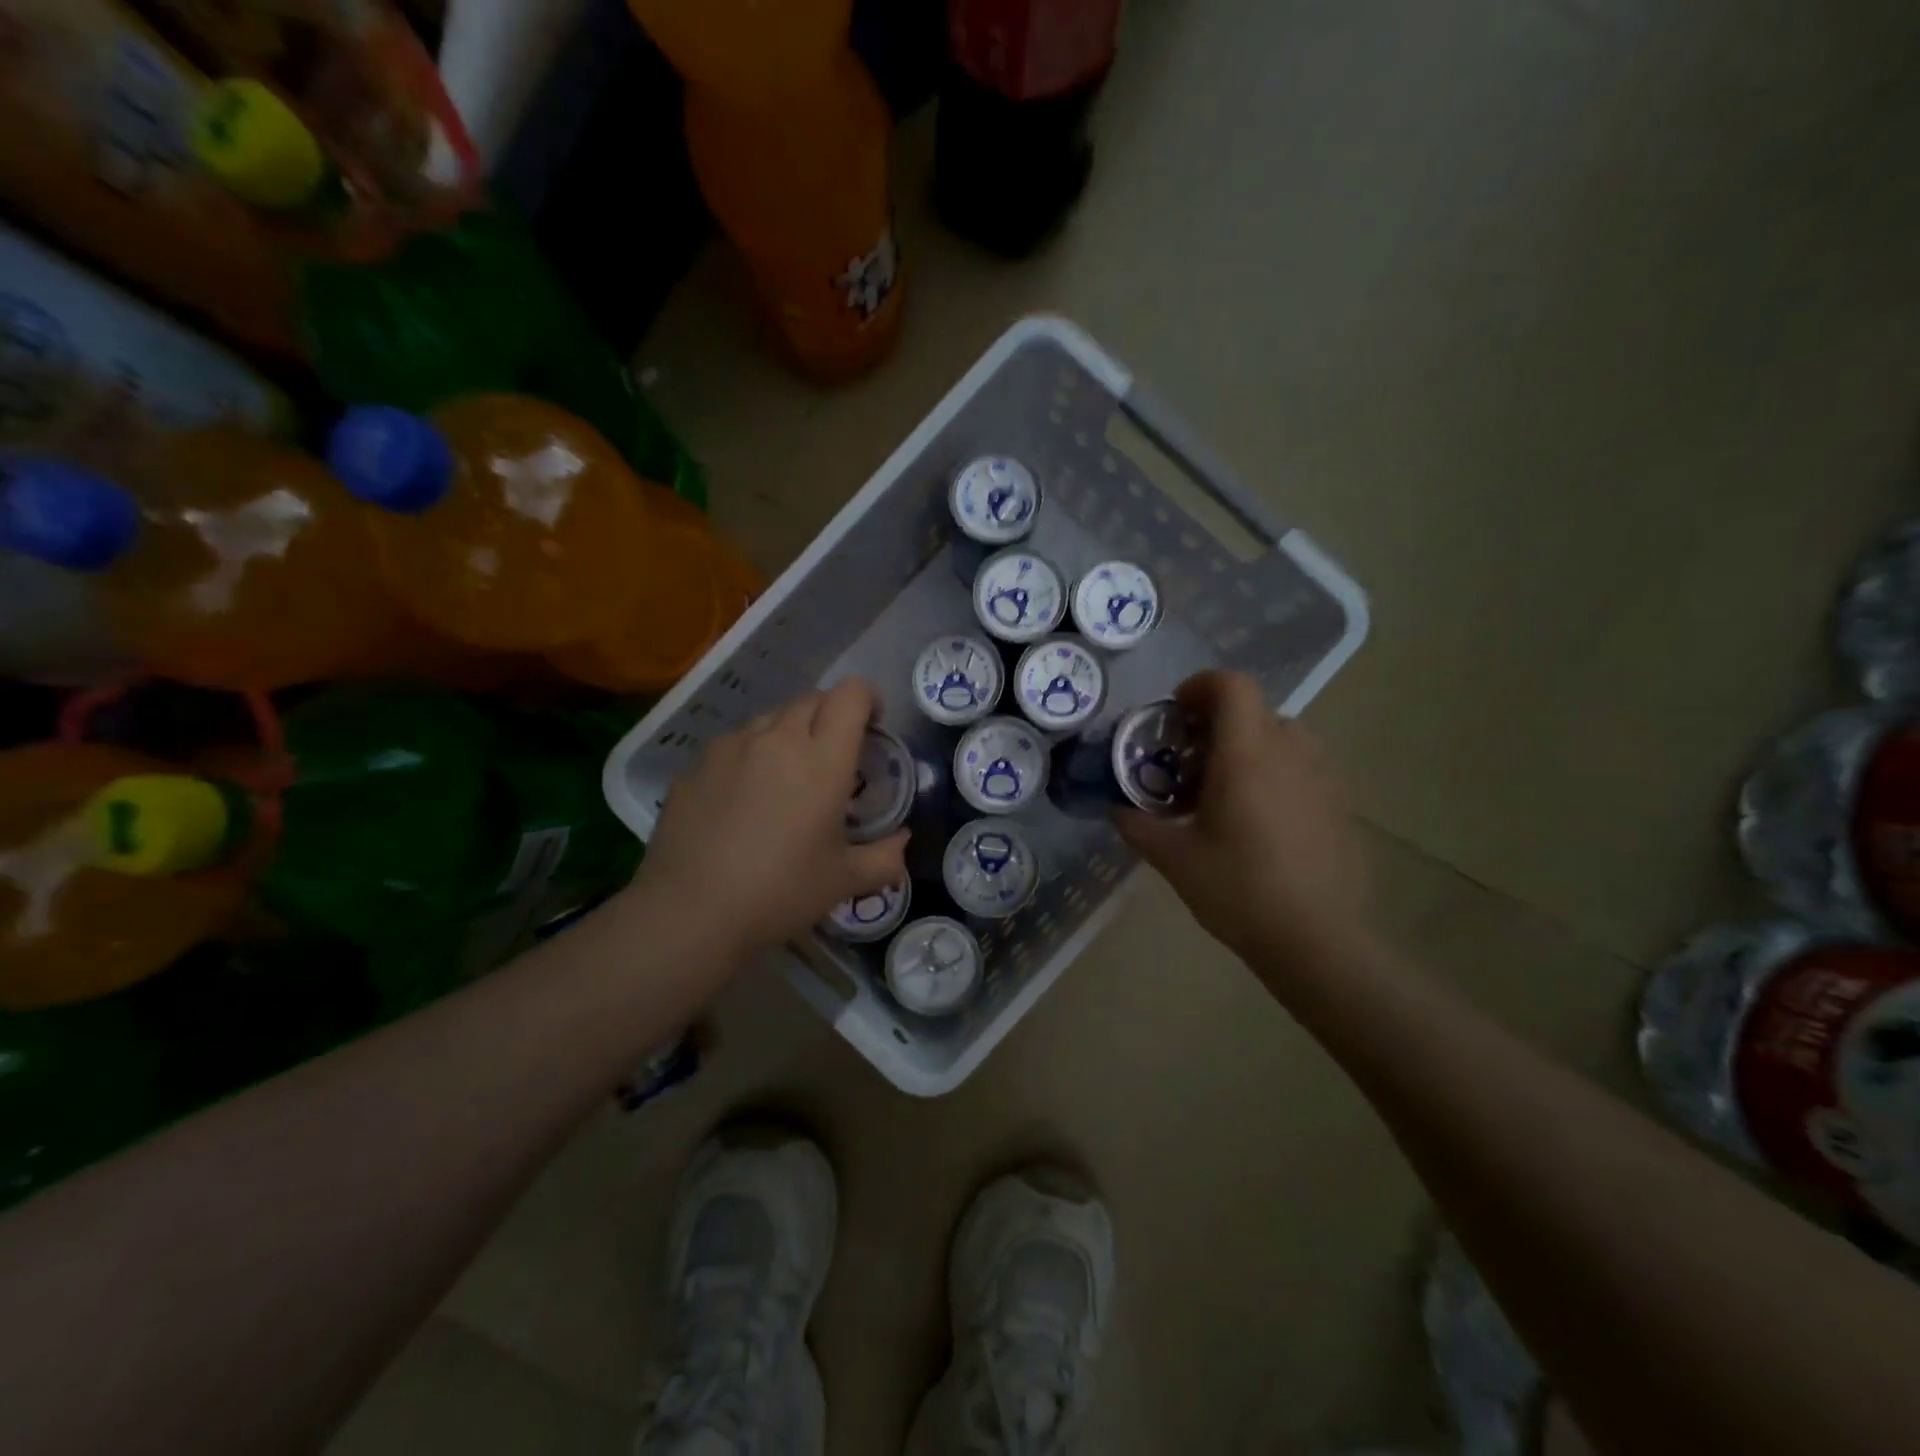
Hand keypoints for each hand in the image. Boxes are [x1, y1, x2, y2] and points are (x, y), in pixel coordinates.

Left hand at [638, 678, 909, 959]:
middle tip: (832, 758)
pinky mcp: (694, 766)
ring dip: (787, 735)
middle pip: (811, 700)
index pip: (851, 694)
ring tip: (784, 779)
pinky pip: (732, 746)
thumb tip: (901, 841)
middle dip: (830, 717)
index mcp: (822, 759)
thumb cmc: (781, 892)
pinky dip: (748, 758)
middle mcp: (776, 738)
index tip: (873, 727)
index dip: (868, 699)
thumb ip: (884, 857)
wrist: (691, 913)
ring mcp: (729, 747)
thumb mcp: (844, 881)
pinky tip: (741, 802)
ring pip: (769, 719)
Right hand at [1115, 671, 1370, 976]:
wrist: (1318, 940)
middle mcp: (1290, 751)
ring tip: (1225, 792)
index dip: (1199, 686)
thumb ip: (1137, 824)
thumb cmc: (1239, 891)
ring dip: (1247, 747)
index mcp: (1247, 754)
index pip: (1231, 686)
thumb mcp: (1173, 859)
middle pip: (1253, 711)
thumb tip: (1115, 807)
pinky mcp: (1341, 802)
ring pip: (1281, 736)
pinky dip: (1275, 771)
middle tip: (1189, 763)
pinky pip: (1302, 765)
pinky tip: (1260, 820)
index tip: (1175, 713)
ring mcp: (1323, 776)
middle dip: (1215, 725)